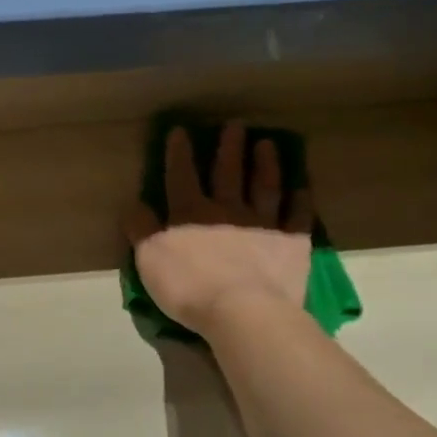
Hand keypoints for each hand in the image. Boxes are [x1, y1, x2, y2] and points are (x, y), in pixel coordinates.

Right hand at [124, 122, 314, 330]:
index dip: (179, 153)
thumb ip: (141, 229)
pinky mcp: (291, 244)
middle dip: (228, 149)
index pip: (181, 176)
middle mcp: (226, 210)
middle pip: (227, 173)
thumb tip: (134, 205)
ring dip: (265, 165)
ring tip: (267, 144)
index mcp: (189, 213)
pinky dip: (300, 201)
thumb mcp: (149, 259)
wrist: (242, 311)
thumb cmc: (188, 286)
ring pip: (264, 187)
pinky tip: (302, 188)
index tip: (180, 131)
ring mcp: (261, 224)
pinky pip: (296, 217)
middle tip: (235, 125)